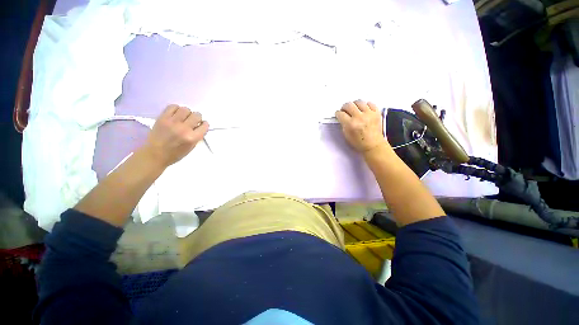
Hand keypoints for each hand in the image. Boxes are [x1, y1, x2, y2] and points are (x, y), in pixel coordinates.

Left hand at [142, 105, 208, 166]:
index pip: (204, 125)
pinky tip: (175, 114)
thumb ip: (197, 136)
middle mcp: (184, 129)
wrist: (155, 154)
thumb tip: (199, 126)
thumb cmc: (175, 153)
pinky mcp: (163, 118)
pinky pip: (172, 106)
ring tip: (183, 117)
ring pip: (185, 109)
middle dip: (197, 118)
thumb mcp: (191, 147)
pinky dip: (176, 109)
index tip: (201, 125)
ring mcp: (173, 122)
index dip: (204, 124)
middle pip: (196, 115)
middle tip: (192, 121)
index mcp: (193, 138)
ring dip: (187, 112)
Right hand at [335, 100, 388, 153]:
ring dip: (355, 104)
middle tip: (345, 110)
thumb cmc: (360, 142)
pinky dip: (366, 105)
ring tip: (354, 108)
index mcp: (350, 124)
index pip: (341, 114)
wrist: (373, 145)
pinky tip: (364, 109)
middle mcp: (359, 117)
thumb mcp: (347, 135)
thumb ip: (343, 125)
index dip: (338, 113)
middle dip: (344, 107)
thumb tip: (342, 117)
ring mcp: (369, 114)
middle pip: (349, 105)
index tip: (338, 114)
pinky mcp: (376, 113)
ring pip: (359, 102)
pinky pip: (370, 103)